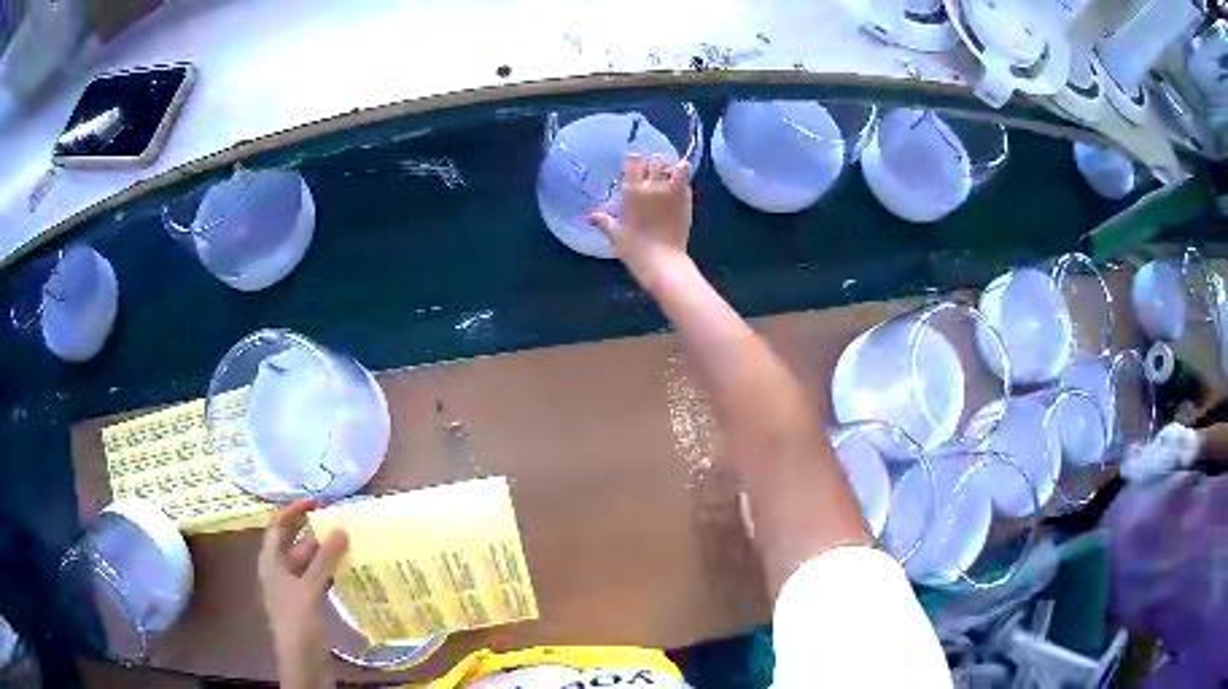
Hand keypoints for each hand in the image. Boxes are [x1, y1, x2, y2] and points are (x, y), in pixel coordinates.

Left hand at [258, 500, 348, 688]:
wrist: (301, 661)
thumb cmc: (297, 621)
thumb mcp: (310, 588)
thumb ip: (324, 560)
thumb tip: (341, 529)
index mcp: (271, 562)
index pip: (277, 527)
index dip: (293, 511)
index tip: (316, 502)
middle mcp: (278, 571)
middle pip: (293, 544)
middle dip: (313, 533)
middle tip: (338, 523)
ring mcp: (291, 588)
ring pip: (306, 563)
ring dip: (323, 554)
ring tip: (347, 544)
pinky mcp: (304, 603)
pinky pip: (315, 579)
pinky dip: (328, 572)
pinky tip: (345, 571)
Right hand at [589, 153, 693, 286]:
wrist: (663, 262)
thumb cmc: (635, 250)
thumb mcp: (615, 234)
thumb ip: (604, 220)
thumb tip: (591, 214)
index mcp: (631, 192)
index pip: (633, 162)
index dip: (634, 161)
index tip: (635, 166)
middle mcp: (652, 186)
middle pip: (655, 160)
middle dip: (653, 163)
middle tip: (652, 172)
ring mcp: (671, 191)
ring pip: (673, 165)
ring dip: (670, 167)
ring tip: (668, 175)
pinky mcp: (686, 199)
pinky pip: (686, 178)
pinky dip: (682, 177)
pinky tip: (679, 184)